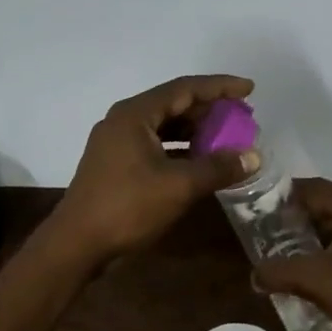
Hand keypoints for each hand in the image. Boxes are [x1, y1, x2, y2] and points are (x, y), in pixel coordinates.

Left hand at [47, 74, 259, 263]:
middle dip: (209, 110)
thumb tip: (253, 156)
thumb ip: (218, 167)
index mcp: (135, 114)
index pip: (185, 88)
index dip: (219, 87)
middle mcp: (124, 120)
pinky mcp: (116, 164)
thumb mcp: (179, 186)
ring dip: (195, 131)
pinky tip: (201, 162)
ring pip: (164, 126)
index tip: (249, 90)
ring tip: (227, 138)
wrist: (78, 243)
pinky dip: (180, 149)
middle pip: (173, 104)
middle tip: (242, 117)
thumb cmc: (127, 207)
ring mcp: (117, 142)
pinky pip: (155, 145)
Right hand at [252, 178, 331, 330]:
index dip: (286, 197)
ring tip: (296, 247)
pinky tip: (327, 260)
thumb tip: (254, 276)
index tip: (263, 210)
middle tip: (276, 231)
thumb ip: (281, 272)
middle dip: (304, 215)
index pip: (315, 188)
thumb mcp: (318, 282)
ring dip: (324, 229)